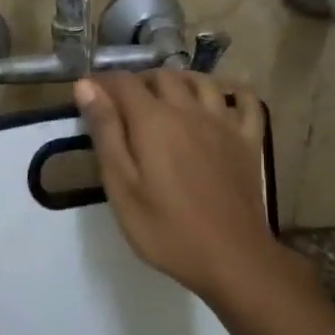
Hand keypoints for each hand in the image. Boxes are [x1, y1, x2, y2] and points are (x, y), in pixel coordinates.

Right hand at [75, 71, 283, 303]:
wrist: (231, 258)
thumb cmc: (165, 229)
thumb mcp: (121, 186)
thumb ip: (105, 132)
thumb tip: (86, 86)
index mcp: (153, 120)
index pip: (123, 82)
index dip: (101, 82)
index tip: (87, 94)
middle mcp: (189, 110)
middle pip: (161, 76)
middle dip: (138, 81)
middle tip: (121, 104)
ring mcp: (223, 123)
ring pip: (201, 81)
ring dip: (178, 80)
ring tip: (164, 98)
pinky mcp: (248, 140)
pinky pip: (245, 100)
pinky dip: (230, 91)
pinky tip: (219, 100)